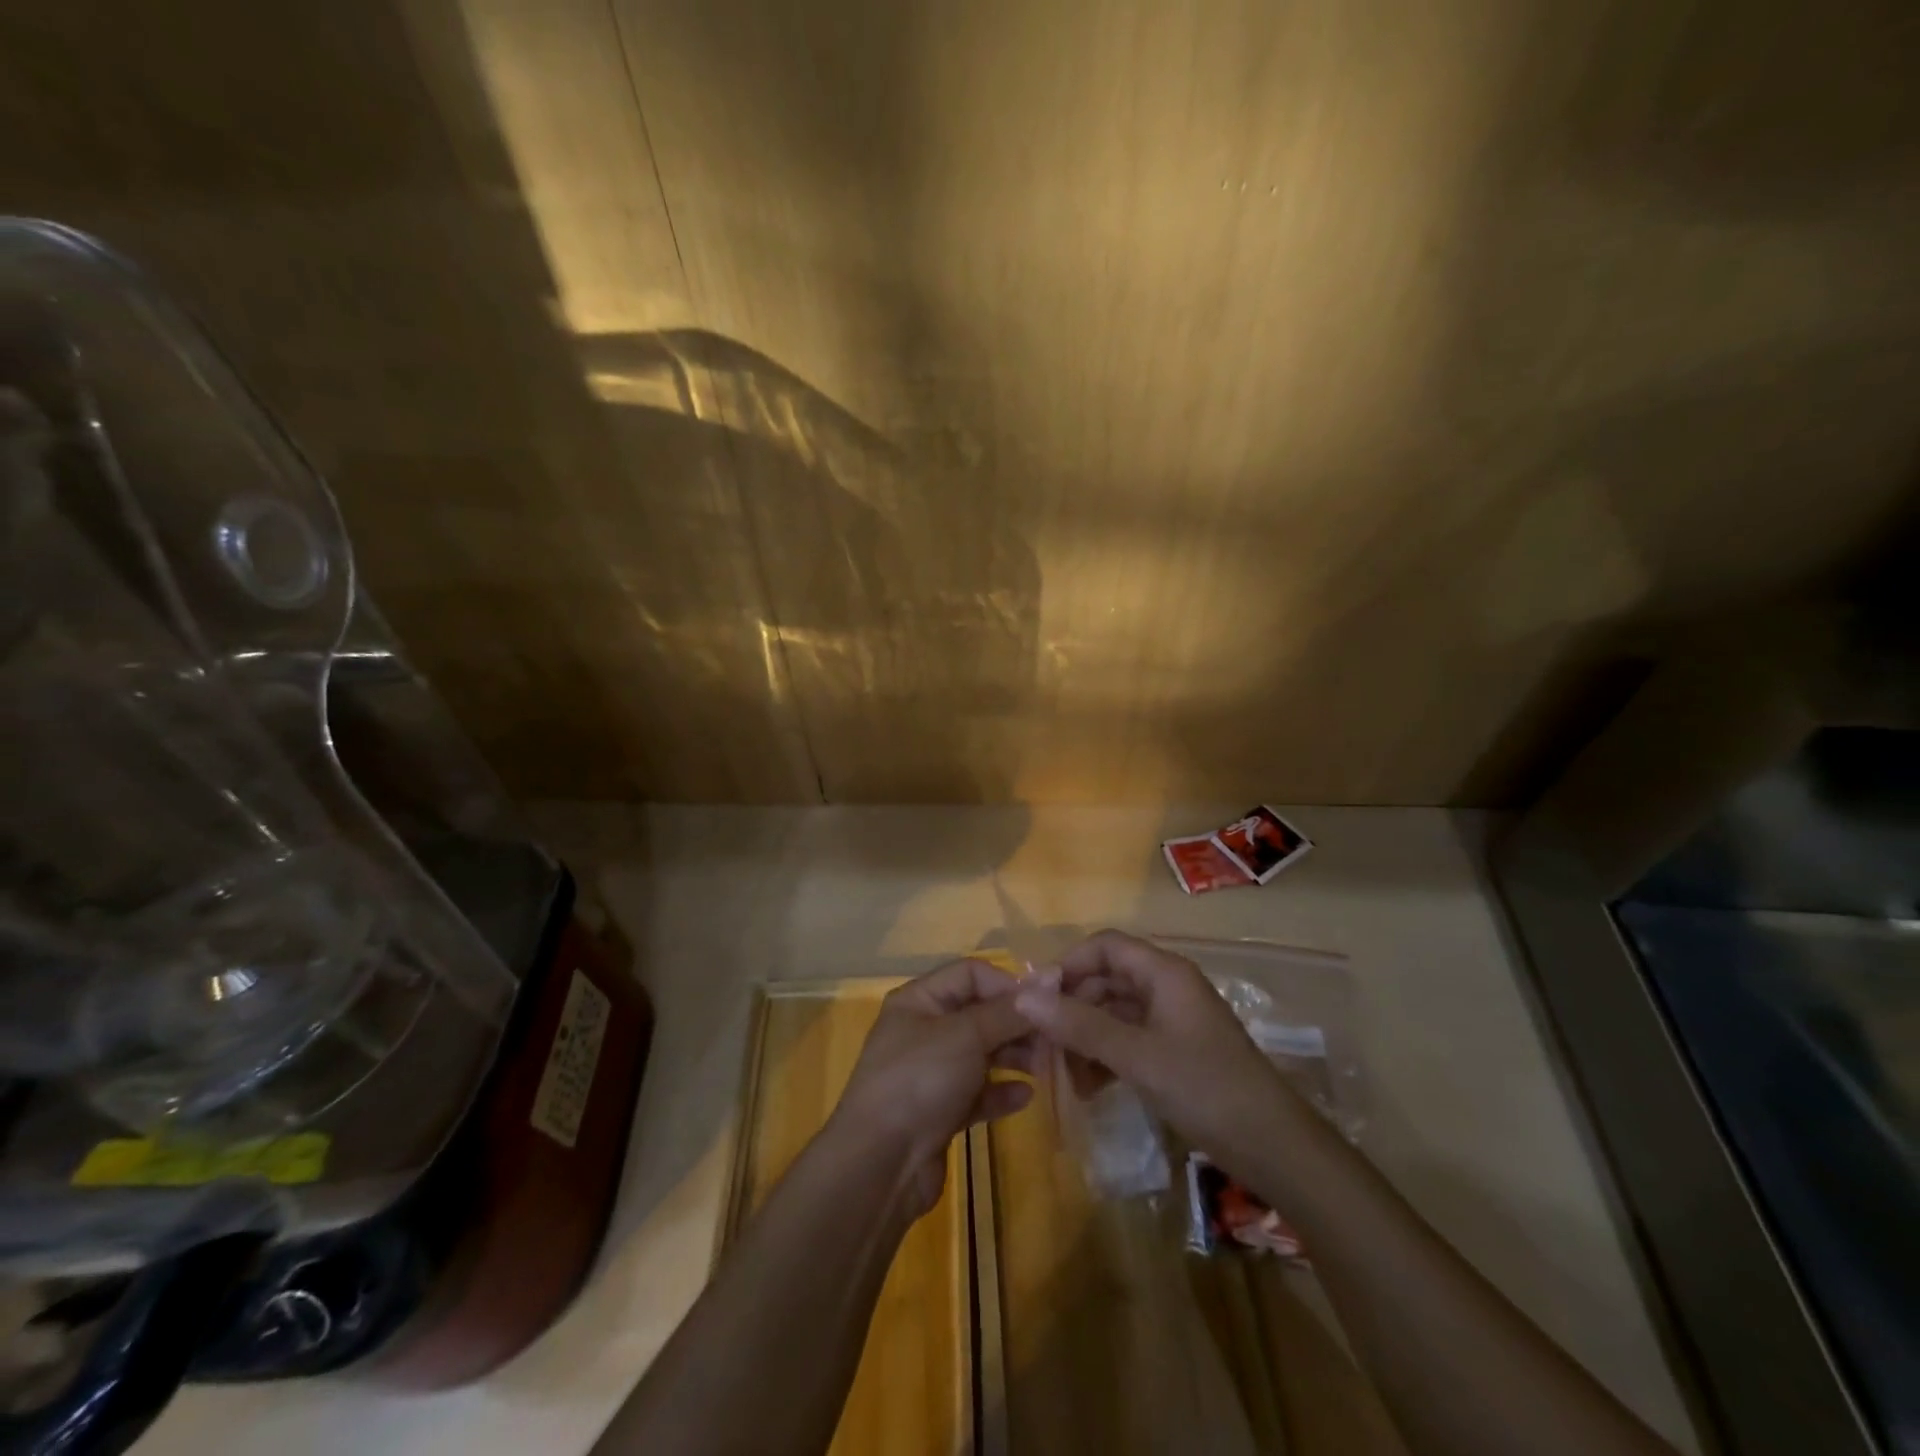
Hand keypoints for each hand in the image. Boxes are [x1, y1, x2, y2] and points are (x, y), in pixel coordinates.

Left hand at [831, 959, 1035, 1215]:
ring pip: (981, 1053)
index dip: (1007, 983)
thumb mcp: (966, 1035)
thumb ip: (1008, 1010)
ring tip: (1044, 1067)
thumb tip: (1049, 978)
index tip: (1043, 1004)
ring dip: (1013, 1056)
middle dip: (1016, 1023)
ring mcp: (931, 1072)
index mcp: (919, 1000)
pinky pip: (978, 1092)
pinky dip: (1000, 1091)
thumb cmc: (920, 1080)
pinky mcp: (940, 1111)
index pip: (970, 973)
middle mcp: (924, 1030)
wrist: (880, 1164)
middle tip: (1052, 1039)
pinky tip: (1025, 1097)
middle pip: (979, 1013)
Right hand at [1014, 930, 1284, 1165]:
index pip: (1104, 946)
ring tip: (1065, 1075)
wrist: (1274, 1148)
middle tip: (1043, 1044)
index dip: (1067, 964)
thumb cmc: (1205, 1088)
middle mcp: (1166, 987)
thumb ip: (1079, 1024)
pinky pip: (1128, 1039)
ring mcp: (1172, 1020)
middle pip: (1105, 979)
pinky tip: (1090, 1087)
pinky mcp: (1174, 1051)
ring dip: (1086, 1037)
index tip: (1036, 999)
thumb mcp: (1136, 1055)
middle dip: (1072, 1008)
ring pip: (1114, 1012)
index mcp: (1163, 972)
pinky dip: (1105, 1056)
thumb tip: (1023, 996)